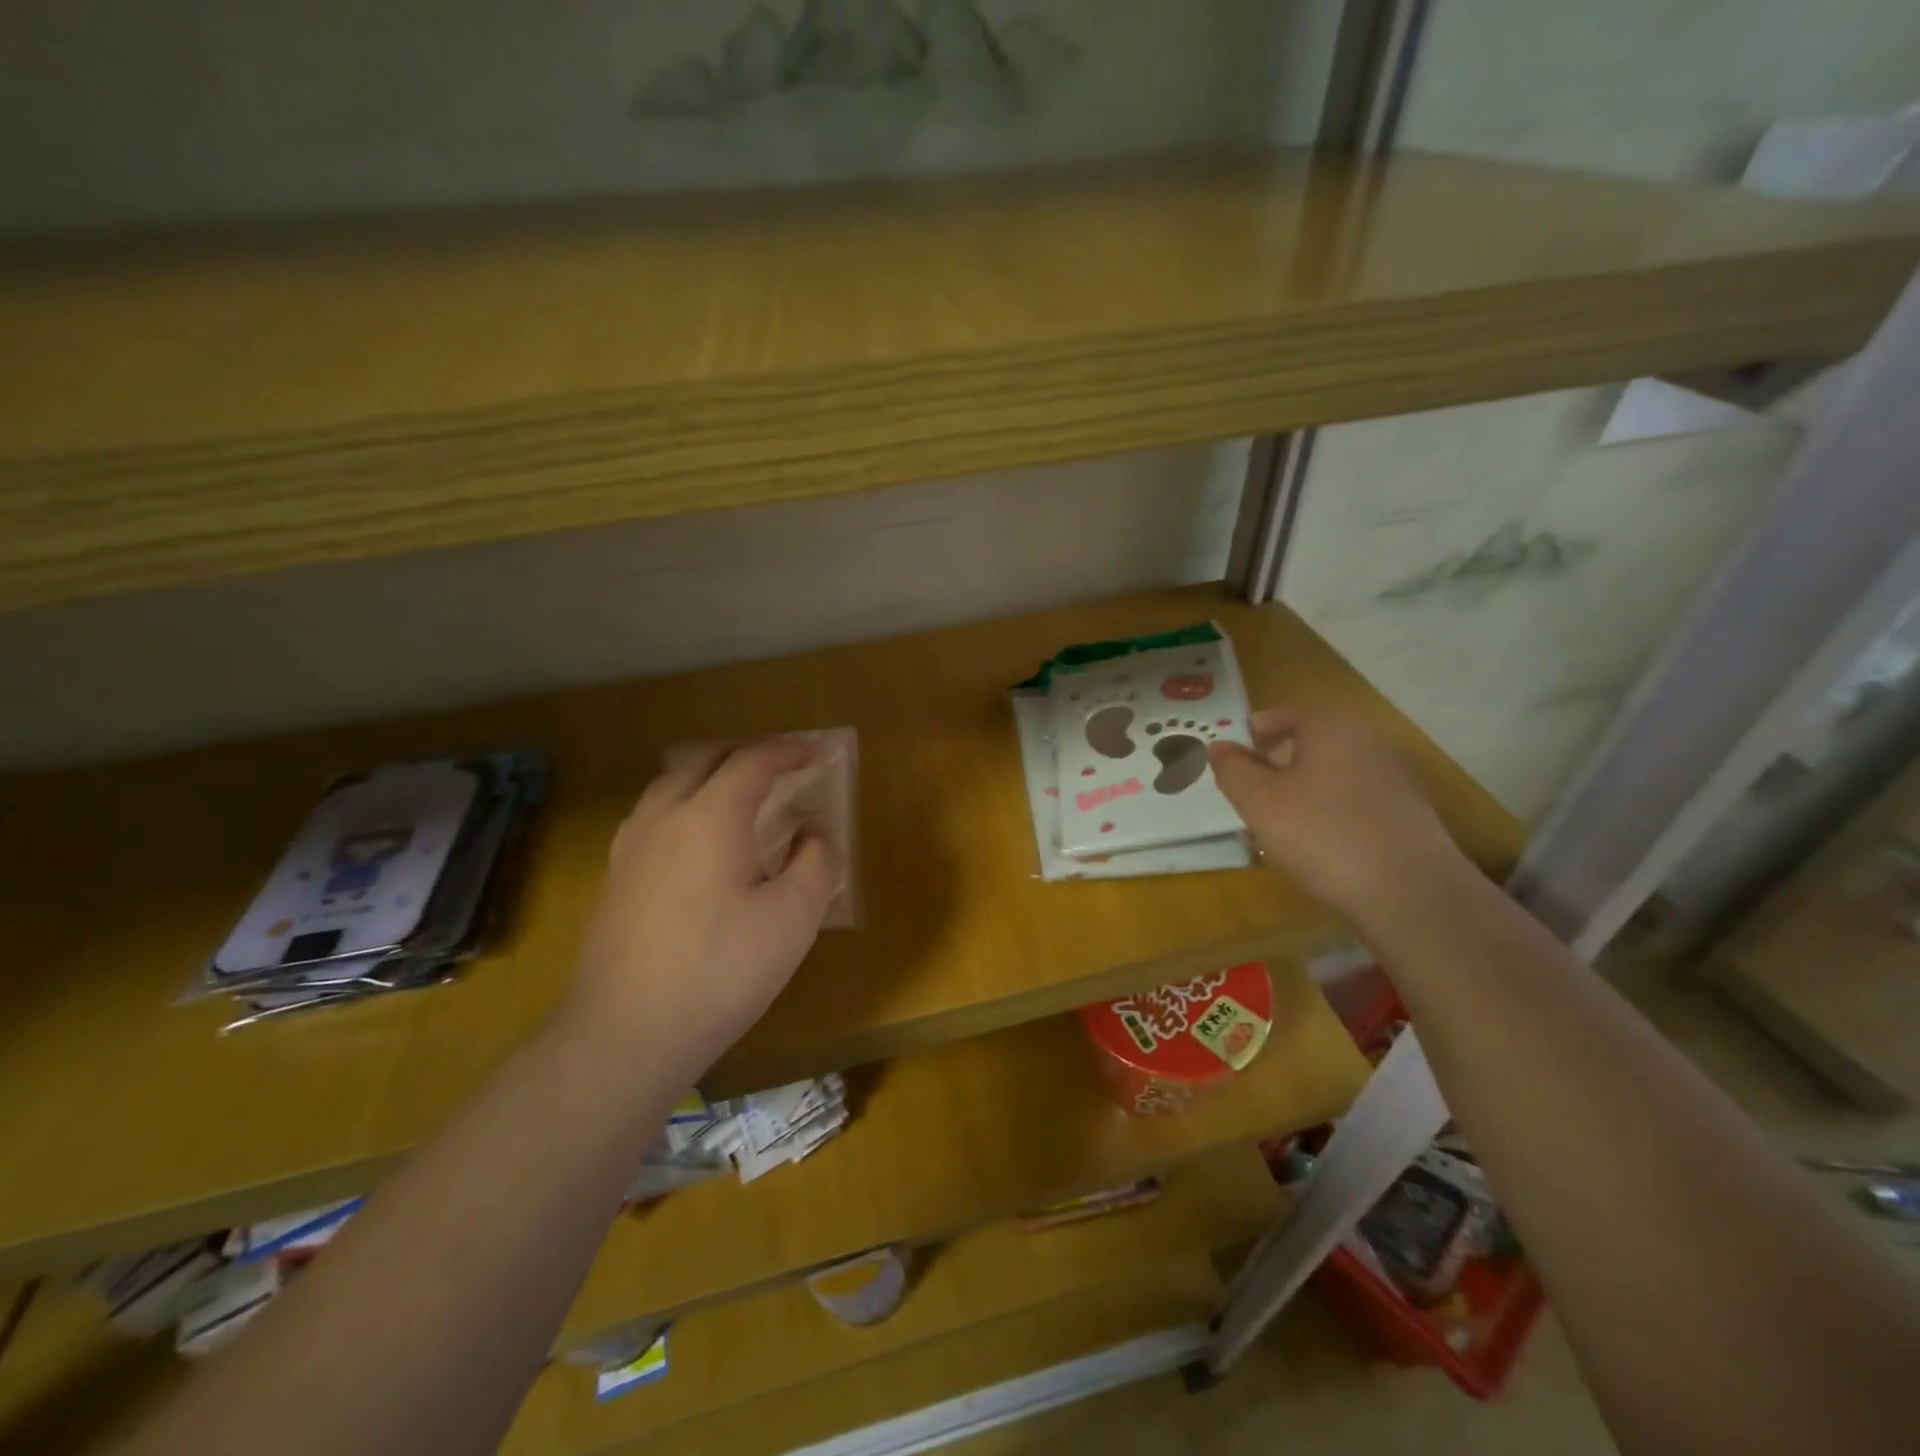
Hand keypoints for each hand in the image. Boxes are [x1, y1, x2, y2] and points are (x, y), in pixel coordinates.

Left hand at [567, 739, 834, 1082]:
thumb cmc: (722, 971)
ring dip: (709, 775)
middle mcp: (663, 817)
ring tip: (738, 796)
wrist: (625, 1034)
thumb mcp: (794, 918)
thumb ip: (814, 861)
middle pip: (703, 760)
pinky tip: (697, 842)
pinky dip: (684, 805)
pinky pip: (653, 816)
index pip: (752, 761)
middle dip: (745, 754)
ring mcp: (630, 847)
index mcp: (710, 816)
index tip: (815, 753)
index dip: (787, 751)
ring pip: (670, 785)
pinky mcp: (614, 878)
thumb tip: (811, 831)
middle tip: (779, 767)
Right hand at [1207, 709, 1464, 917]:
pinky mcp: (1408, 810)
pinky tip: (1317, 845)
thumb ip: (1232, 769)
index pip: (1278, 716)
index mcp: (1330, 724)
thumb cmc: (1321, 833)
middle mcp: (1367, 738)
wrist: (1409, 892)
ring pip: (1329, 774)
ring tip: (1278, 828)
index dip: (1248, 738)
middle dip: (1273, 768)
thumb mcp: (1258, 801)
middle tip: (1248, 799)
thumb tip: (1219, 746)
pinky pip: (1354, 799)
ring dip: (1300, 793)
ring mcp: (1393, 774)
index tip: (1228, 765)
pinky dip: (1329, 813)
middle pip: (1306, 744)